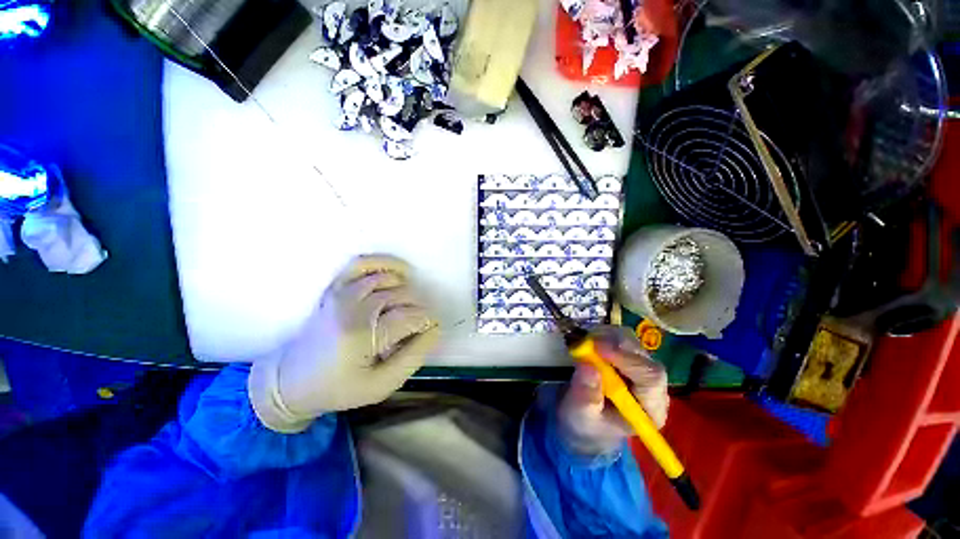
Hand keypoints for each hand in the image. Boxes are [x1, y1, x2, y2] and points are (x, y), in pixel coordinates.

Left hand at [249, 255, 440, 432]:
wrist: (290, 381)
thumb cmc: (339, 388)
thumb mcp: (381, 385)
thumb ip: (413, 357)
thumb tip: (434, 330)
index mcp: (361, 336)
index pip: (410, 317)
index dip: (429, 321)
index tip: (433, 330)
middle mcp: (351, 307)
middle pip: (402, 296)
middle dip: (419, 309)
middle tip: (417, 327)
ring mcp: (341, 294)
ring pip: (389, 279)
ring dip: (407, 291)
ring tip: (407, 309)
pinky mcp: (336, 288)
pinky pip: (363, 263)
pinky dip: (385, 263)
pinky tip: (400, 272)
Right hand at [557, 326, 668, 455]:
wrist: (584, 421)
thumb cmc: (585, 424)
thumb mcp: (581, 415)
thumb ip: (586, 396)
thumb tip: (588, 367)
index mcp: (650, 409)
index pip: (651, 377)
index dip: (626, 359)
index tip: (597, 348)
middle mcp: (652, 387)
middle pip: (642, 355)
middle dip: (613, 344)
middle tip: (585, 342)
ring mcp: (640, 368)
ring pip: (631, 341)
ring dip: (606, 337)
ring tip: (584, 344)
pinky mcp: (627, 357)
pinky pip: (619, 337)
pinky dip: (602, 334)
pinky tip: (588, 342)